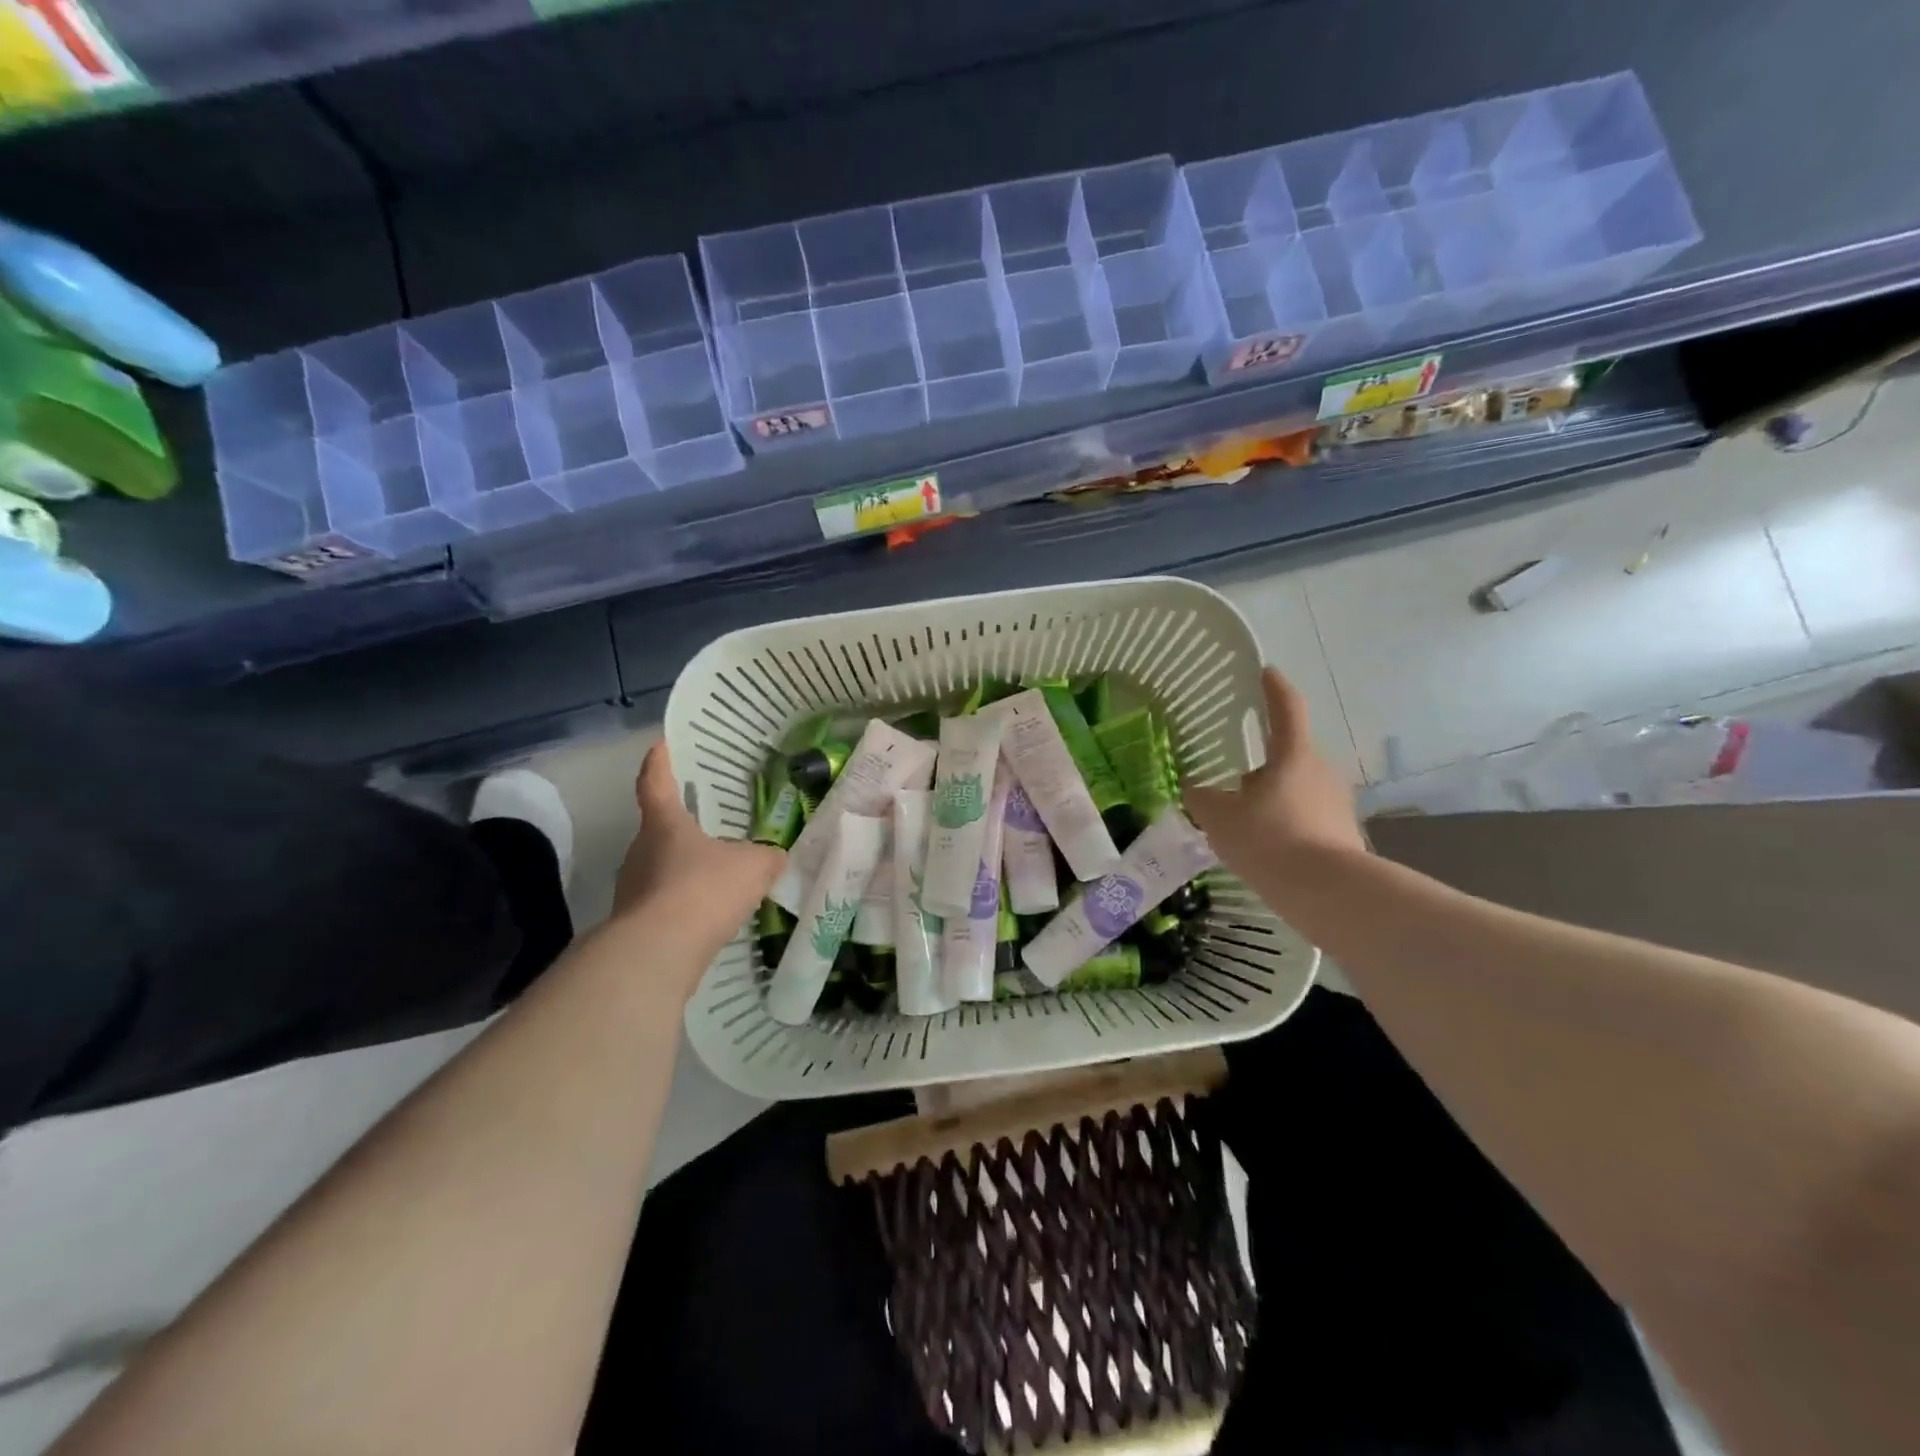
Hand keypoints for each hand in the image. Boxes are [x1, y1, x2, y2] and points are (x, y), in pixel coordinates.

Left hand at [611, 742, 784, 973]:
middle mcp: (640, 850)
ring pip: (660, 870)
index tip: (660, 745)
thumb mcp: (753, 866)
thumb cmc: (704, 889)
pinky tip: (708, 917)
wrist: (660, 952)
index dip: (659, 762)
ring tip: (716, 880)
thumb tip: (775, 856)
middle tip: (709, 829)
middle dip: (682, 830)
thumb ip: (766, 856)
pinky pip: (663, 904)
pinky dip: (683, 906)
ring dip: (684, 872)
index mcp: (664, 824)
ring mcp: (632, 889)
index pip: (655, 782)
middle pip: (659, 830)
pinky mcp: (634, 924)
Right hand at [1185, 666, 1365, 879]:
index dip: (1274, 687)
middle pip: (1289, 754)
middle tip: (1234, 776)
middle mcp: (1320, 770)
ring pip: (1297, 787)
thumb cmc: (1269, 840)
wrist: (1328, 893)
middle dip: (1263, 762)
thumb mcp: (1220, 819)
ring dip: (1273, 795)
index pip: (1286, 708)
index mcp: (1293, 755)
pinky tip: (1266, 847)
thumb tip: (1194, 787)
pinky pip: (1307, 816)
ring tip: (1245, 820)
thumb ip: (1202, 798)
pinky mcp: (1343, 832)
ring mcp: (1336, 802)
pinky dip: (1286, 822)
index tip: (1266, 672)